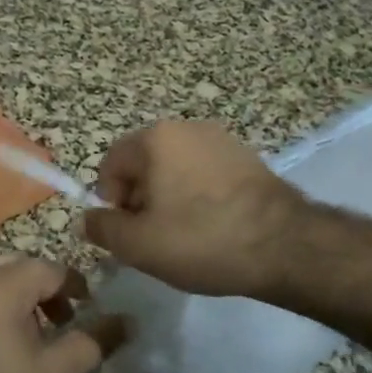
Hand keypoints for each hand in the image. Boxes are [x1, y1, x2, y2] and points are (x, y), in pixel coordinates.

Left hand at [0, 258, 128, 372]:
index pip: (49, 269)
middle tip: (59, 321)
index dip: (73, 286)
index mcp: (0, 284)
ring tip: (26, 332)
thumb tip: (128, 321)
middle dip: (41, 288)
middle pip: (16, 266)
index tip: (86, 308)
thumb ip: (95, 339)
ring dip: (12, 294)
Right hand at [83, 121, 306, 298]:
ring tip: (184, 235)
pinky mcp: (249, 158)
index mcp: (155, 138)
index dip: (110, 199)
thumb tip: (87, 219)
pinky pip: (206, 174)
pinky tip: (212, 227)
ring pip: (176, 169)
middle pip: (145, 163)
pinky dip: (200, 196)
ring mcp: (222, 140)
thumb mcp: (138, 245)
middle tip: (152, 236)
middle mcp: (187, 128)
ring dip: (170, 197)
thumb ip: (102, 229)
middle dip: (140, 199)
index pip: (111, 163)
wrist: (284, 245)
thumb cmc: (200, 239)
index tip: (125, 231)